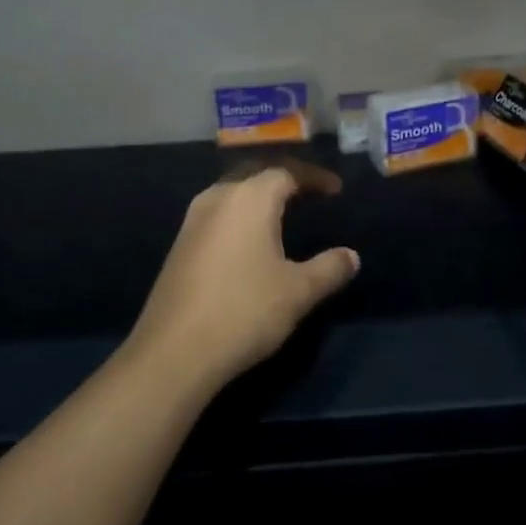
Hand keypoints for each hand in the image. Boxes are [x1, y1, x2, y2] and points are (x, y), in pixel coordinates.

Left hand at [126, 158, 359, 393]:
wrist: (174, 352)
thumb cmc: (244, 310)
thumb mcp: (298, 291)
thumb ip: (329, 268)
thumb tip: (351, 256)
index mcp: (249, 198)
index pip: (287, 172)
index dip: (314, 178)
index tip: (336, 190)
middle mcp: (217, 198)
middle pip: (255, 176)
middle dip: (284, 182)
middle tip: (310, 195)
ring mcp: (193, 221)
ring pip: (233, 195)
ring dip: (259, 199)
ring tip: (283, 215)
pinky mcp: (180, 246)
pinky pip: (218, 216)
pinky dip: (240, 218)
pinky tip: (250, 243)